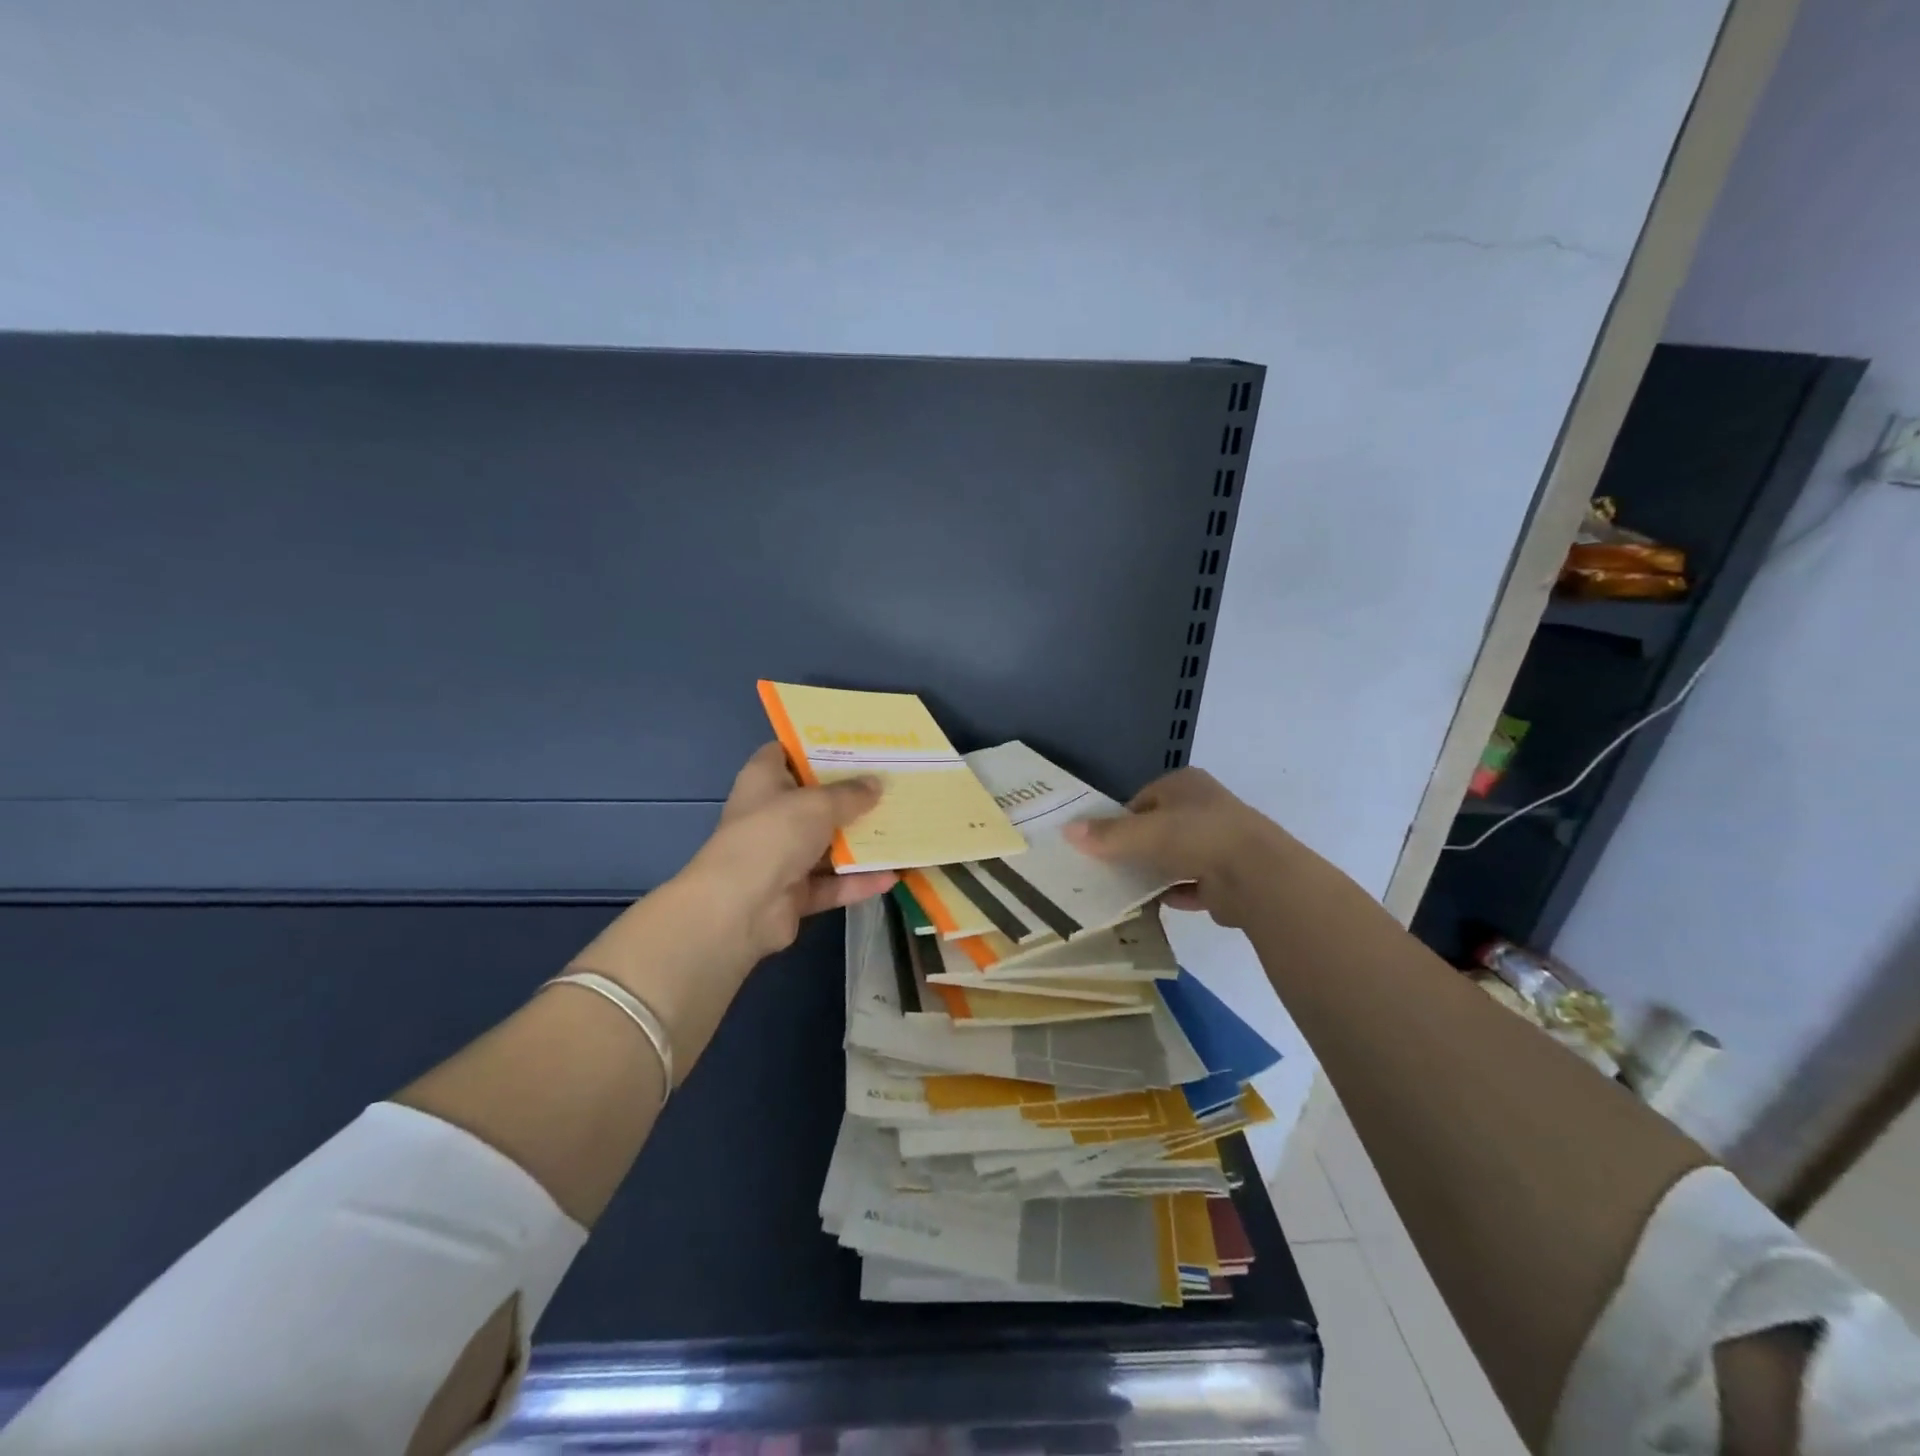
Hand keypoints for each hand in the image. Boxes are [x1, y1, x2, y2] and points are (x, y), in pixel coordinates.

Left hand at [678, 743, 896, 959]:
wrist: (740, 908)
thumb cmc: (774, 835)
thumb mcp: (817, 804)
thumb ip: (850, 794)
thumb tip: (876, 784)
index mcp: (764, 781)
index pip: (785, 753)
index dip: (816, 746)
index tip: (855, 744)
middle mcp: (771, 815)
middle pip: (815, 800)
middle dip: (852, 795)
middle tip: (892, 783)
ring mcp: (782, 856)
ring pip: (827, 845)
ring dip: (860, 842)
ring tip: (902, 828)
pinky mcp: (794, 893)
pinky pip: (832, 883)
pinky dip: (858, 881)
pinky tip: (894, 876)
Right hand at [1063, 767, 1285, 925]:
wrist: (1256, 875)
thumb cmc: (1196, 836)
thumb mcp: (1143, 832)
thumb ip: (1106, 834)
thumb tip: (1066, 831)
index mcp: (1186, 785)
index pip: (1143, 799)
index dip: (1121, 819)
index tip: (1101, 842)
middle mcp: (1204, 808)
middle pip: (1159, 828)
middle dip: (1137, 847)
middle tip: (1107, 867)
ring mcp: (1219, 843)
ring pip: (1176, 856)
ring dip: (1155, 871)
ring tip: (1123, 888)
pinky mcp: (1227, 877)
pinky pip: (1191, 885)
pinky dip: (1174, 893)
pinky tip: (1152, 904)